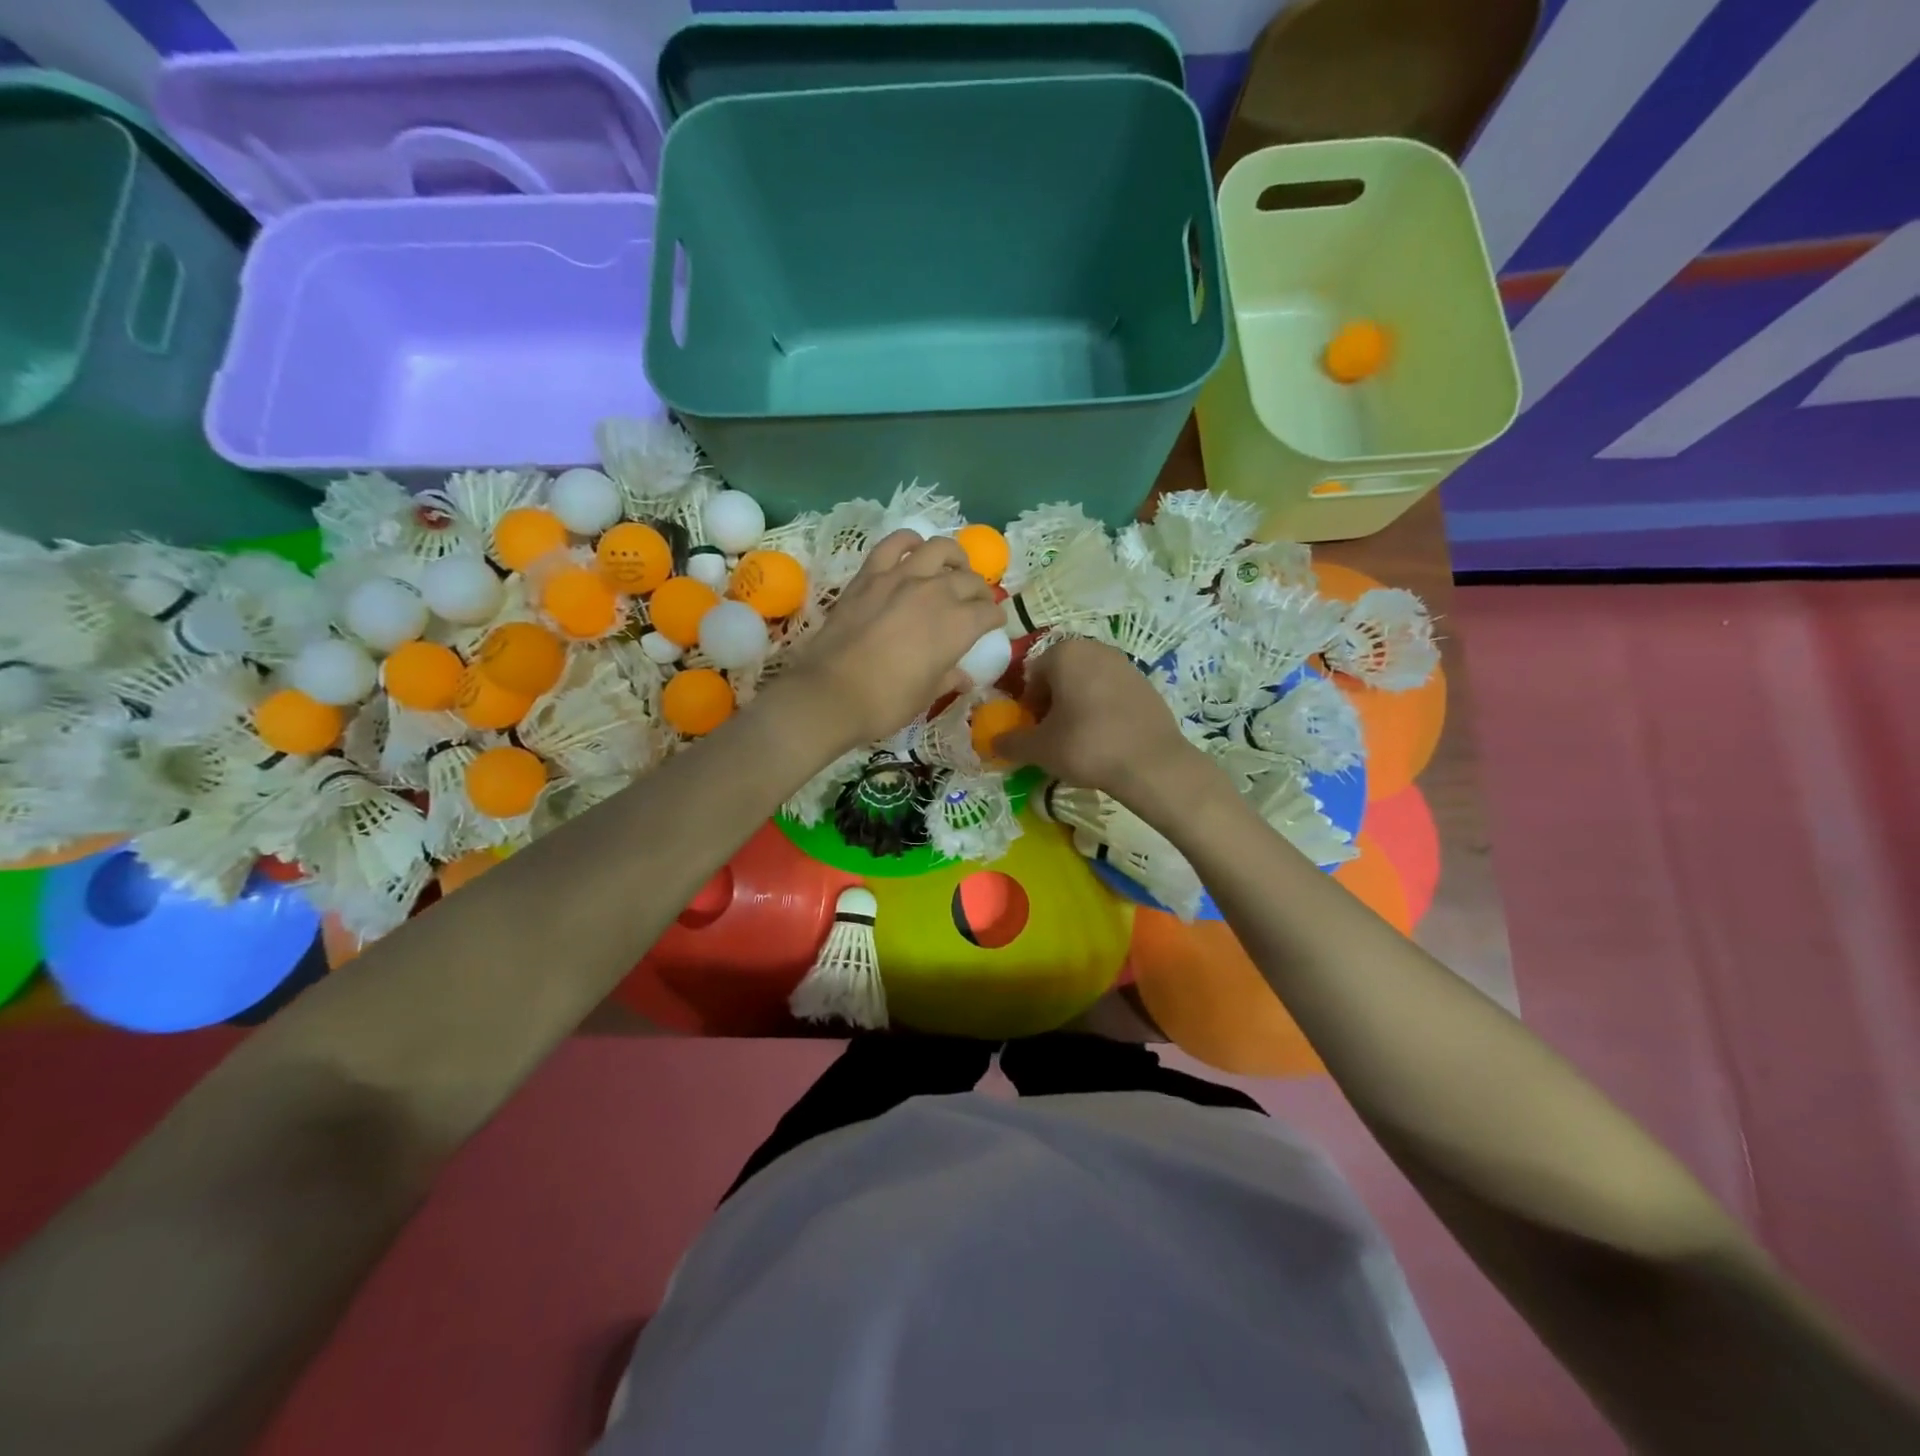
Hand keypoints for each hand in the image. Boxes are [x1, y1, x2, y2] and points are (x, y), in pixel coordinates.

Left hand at [781, 530, 1003, 751]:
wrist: (831, 693)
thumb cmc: (886, 702)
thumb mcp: (925, 696)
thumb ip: (948, 679)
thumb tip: (963, 678)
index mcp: (958, 626)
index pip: (989, 613)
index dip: (995, 618)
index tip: (994, 623)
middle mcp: (936, 593)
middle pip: (969, 580)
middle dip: (980, 591)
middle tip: (976, 602)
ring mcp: (901, 578)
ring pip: (939, 549)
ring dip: (954, 557)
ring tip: (954, 566)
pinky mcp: (870, 575)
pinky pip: (894, 544)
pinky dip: (909, 541)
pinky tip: (914, 549)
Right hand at [993, 637, 1203, 808]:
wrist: (1151, 763)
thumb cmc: (1086, 746)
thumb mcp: (1039, 748)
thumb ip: (1010, 742)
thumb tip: (994, 742)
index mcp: (1064, 653)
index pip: (1032, 675)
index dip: (1028, 705)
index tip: (1034, 731)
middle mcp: (1095, 648)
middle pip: (1060, 675)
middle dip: (1052, 702)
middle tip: (1054, 735)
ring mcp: (1125, 663)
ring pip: (1087, 683)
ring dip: (1077, 705)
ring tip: (1079, 739)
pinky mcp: (1147, 683)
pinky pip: (1112, 693)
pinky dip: (1103, 709)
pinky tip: (1106, 737)